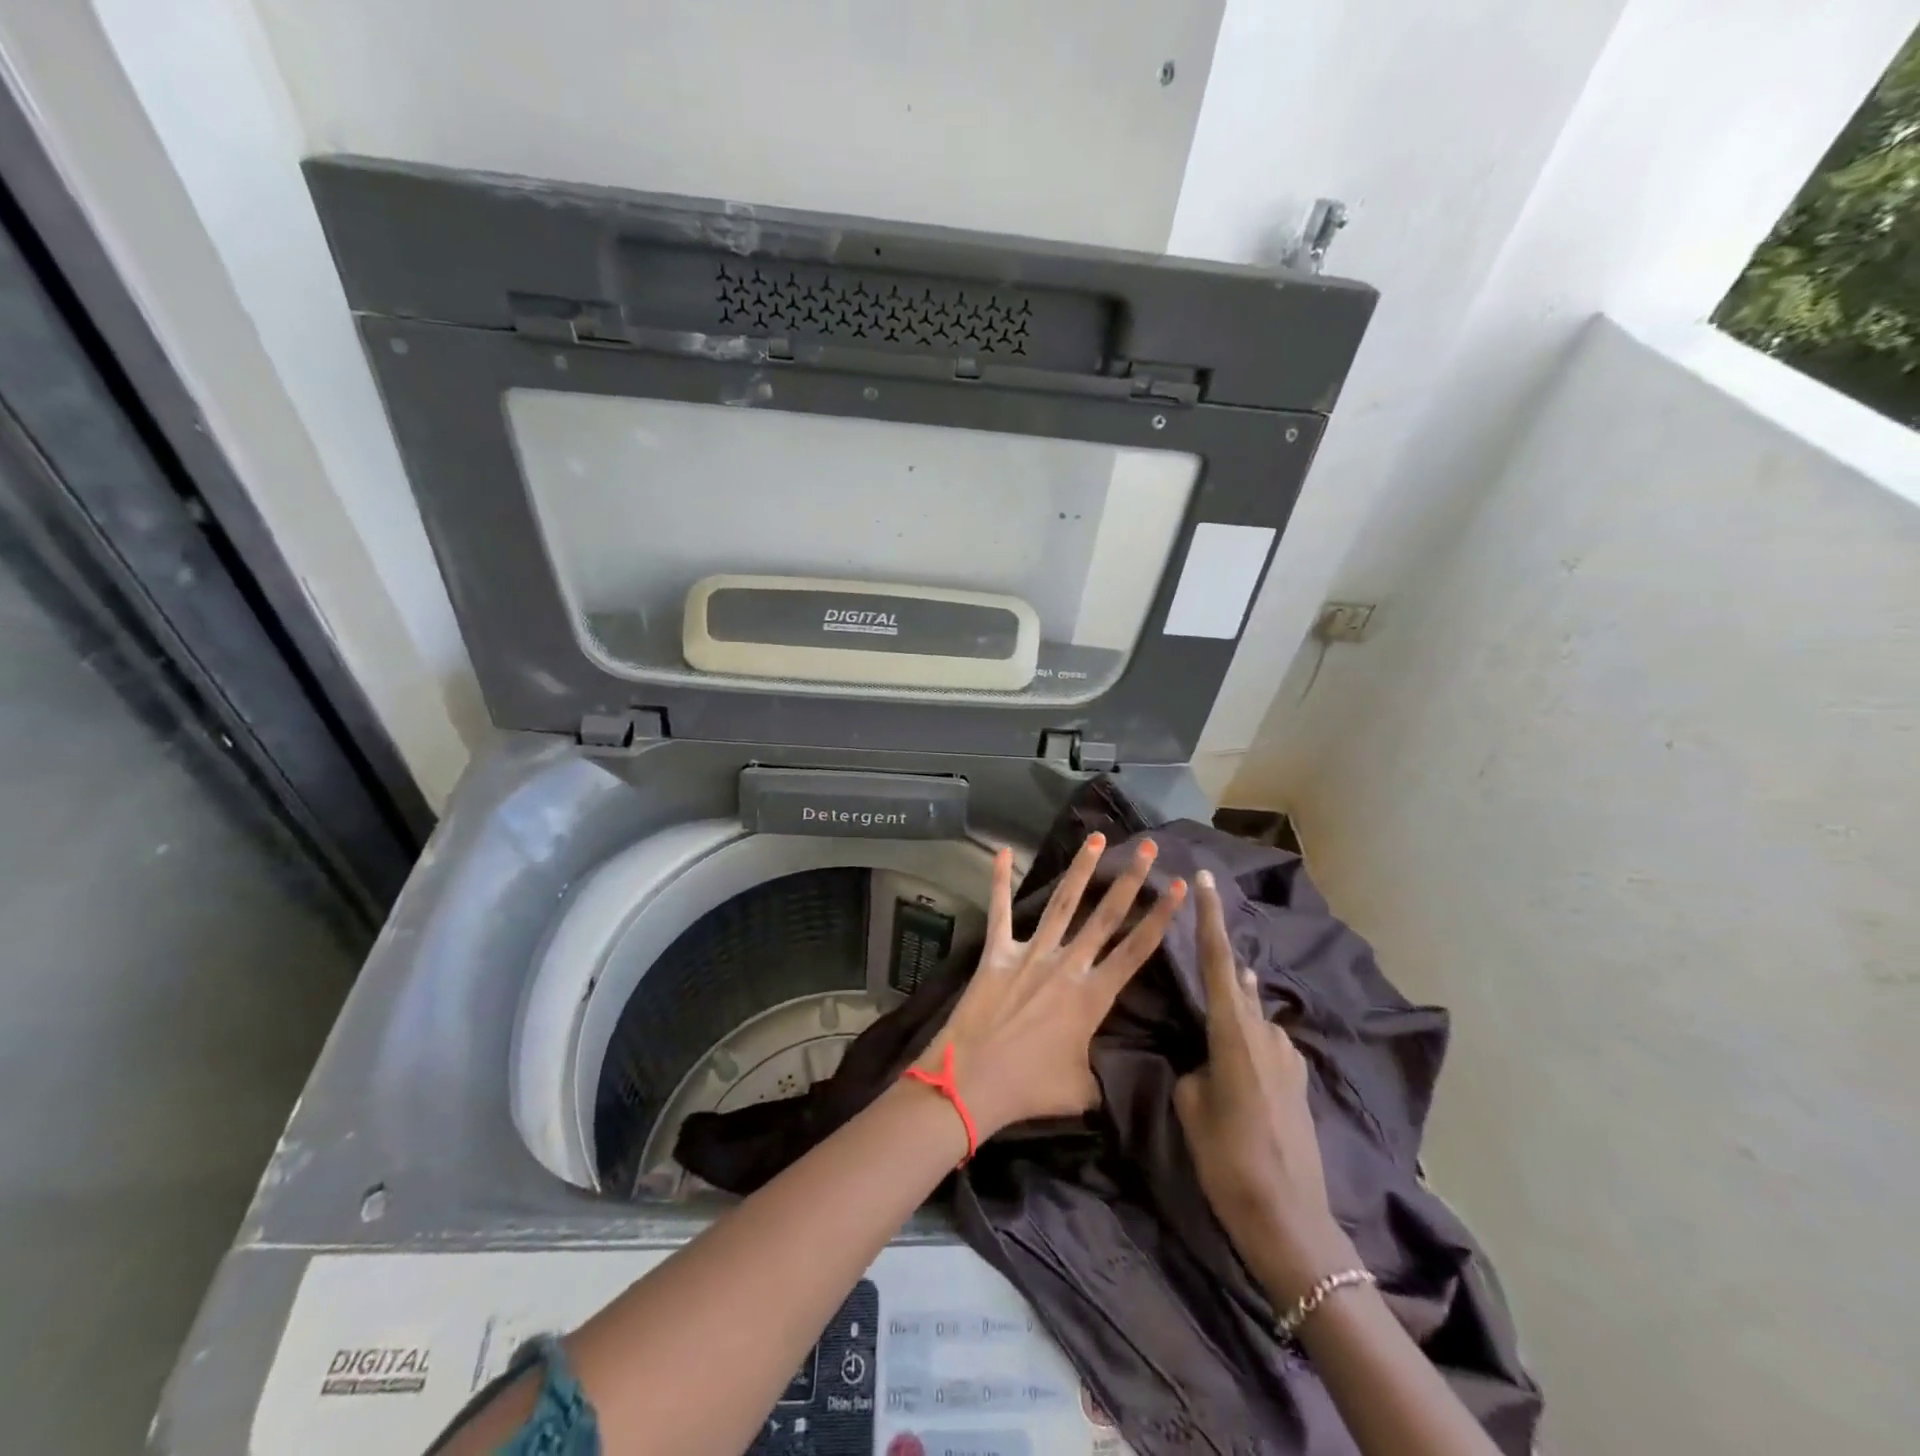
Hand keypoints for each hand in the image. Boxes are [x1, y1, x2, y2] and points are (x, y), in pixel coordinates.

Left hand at [923, 835, 1186, 1140]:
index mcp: (1092, 997)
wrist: (971, 1082)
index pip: (1137, 950)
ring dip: (1081, 869)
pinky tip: (1001, 851)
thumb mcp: (1081, 1091)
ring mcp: (1030, 954)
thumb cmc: (1029, 1089)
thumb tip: (1112, 1077)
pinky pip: (999, 911)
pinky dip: (999, 880)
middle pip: (1105, 916)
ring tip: (1097, 838)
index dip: (1161, 917)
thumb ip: (1102, 1075)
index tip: (1179, 886)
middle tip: (1148, 847)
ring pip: (1062, 904)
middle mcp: (1066, 966)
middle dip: (1130, 880)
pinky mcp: (997, 953)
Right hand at [1174, 869, 1355, 1301]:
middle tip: (1200, 930)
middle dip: (1221, 952)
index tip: (1207, 880)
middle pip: (1240, 980)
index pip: (1220, 963)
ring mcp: (1288, 1057)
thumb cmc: (1229, 1162)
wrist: (1292, 1223)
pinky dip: (1249, 1031)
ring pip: (1255, 1012)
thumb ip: (1194, 1068)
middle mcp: (1266, 1034)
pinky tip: (1238, 1046)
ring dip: (1236, 997)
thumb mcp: (1192, 1108)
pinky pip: (1267, 1039)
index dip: (1211, 919)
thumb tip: (1202, 1057)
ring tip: (1217, 990)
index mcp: (1234, 1034)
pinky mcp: (1298, 1080)